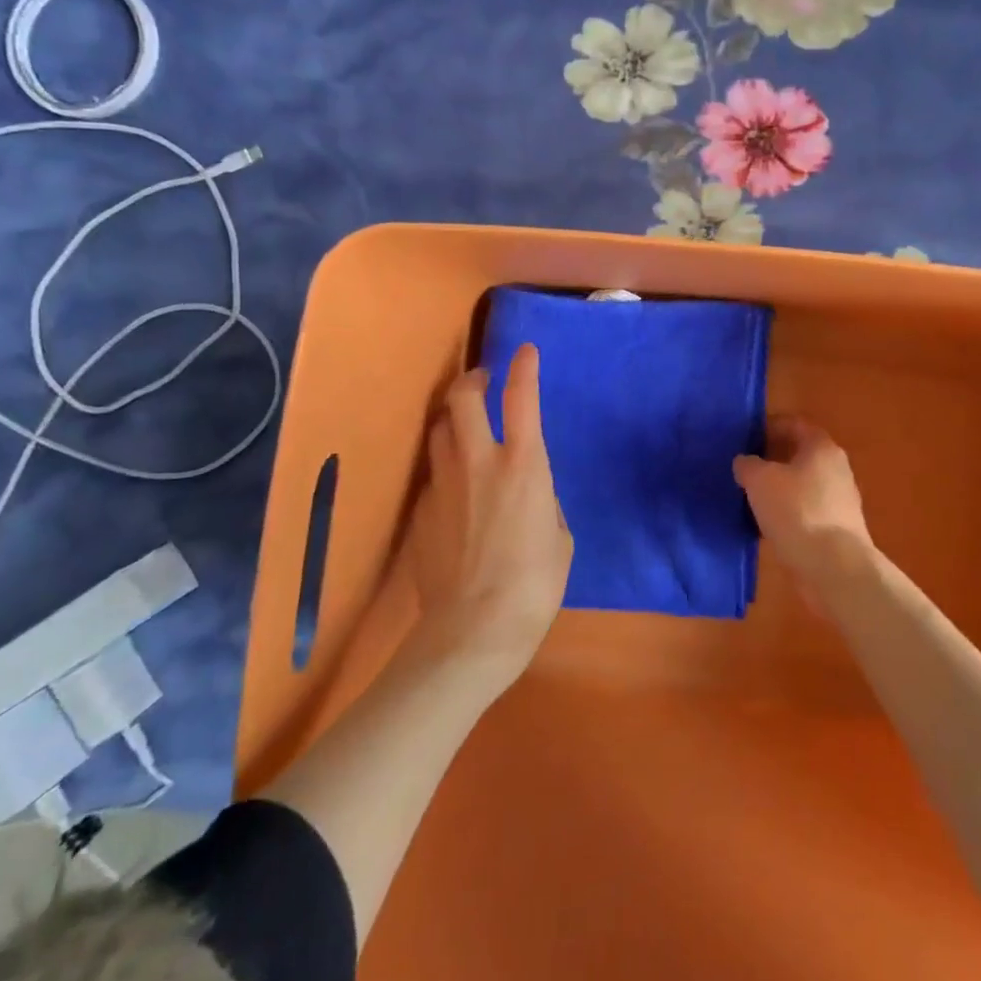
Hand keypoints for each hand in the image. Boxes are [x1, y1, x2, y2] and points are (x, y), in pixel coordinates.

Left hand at [406, 345, 573, 683]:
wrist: (473, 629)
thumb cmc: (534, 584)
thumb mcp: (559, 536)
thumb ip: (542, 499)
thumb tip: (526, 490)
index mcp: (524, 464)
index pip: (522, 397)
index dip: (524, 367)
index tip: (525, 351)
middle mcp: (478, 460)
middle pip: (462, 397)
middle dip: (472, 379)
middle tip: (482, 380)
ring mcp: (443, 483)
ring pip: (439, 429)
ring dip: (453, 419)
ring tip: (464, 427)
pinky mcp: (420, 510)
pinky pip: (432, 474)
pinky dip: (444, 468)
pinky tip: (454, 491)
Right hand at [733, 417, 875, 598]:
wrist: (835, 568)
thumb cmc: (797, 511)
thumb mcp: (759, 480)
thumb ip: (748, 465)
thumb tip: (746, 462)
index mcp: (821, 447)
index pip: (794, 424)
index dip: (768, 426)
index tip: (745, 437)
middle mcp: (836, 468)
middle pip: (799, 454)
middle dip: (771, 459)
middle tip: (743, 467)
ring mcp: (840, 501)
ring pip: (801, 485)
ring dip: (778, 489)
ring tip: (749, 498)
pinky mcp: (837, 529)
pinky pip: (806, 512)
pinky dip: (787, 514)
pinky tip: (766, 525)